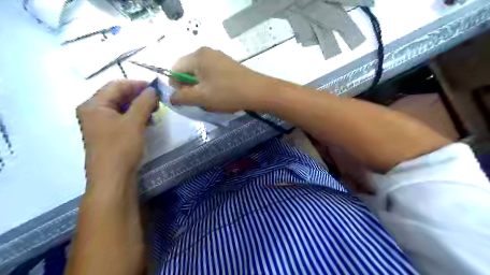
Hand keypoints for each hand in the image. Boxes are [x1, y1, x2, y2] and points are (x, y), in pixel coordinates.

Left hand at [77, 80, 156, 186]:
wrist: (113, 178)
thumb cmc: (120, 148)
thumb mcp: (134, 123)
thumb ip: (143, 103)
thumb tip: (153, 89)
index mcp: (94, 105)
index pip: (116, 85)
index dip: (137, 84)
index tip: (156, 87)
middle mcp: (94, 111)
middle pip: (118, 96)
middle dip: (139, 96)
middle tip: (157, 100)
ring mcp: (101, 123)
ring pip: (122, 108)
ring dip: (139, 107)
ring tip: (155, 111)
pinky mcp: (109, 134)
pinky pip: (123, 119)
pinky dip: (136, 117)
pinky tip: (148, 121)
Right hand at [170, 46, 273, 111]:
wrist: (258, 92)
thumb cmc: (228, 93)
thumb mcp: (201, 97)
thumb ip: (181, 97)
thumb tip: (171, 97)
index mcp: (197, 56)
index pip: (175, 68)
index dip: (175, 85)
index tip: (184, 99)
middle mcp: (207, 52)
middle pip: (188, 70)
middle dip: (190, 88)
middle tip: (199, 101)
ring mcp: (219, 58)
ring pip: (201, 75)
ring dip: (201, 89)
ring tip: (211, 100)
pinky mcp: (228, 65)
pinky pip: (212, 75)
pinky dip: (211, 86)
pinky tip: (220, 96)